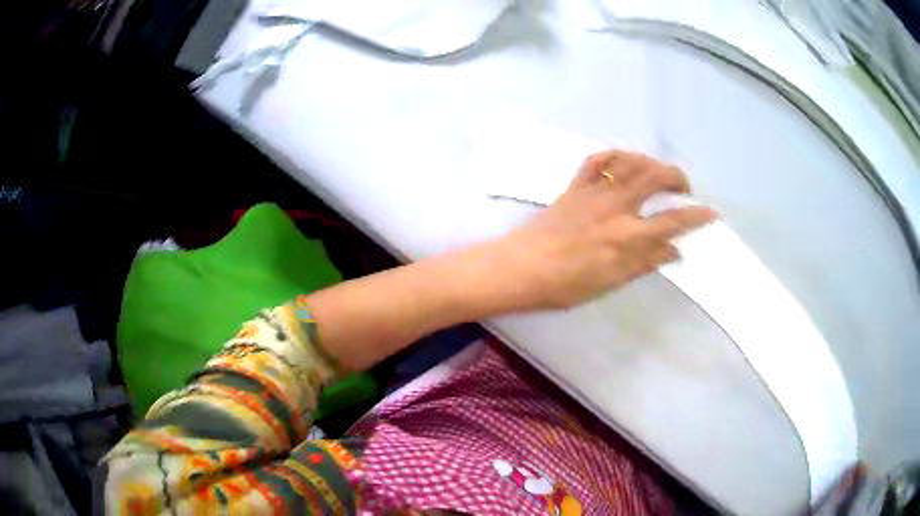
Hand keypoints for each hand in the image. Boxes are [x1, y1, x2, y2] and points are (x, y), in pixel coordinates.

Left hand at [492, 151, 716, 309]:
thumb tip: (676, 251)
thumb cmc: (565, 284)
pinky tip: (622, 160)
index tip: (711, 212)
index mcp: (627, 236)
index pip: (672, 221)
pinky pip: (595, 160)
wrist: (521, 268)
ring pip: (628, 162)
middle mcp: (615, 206)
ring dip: (649, 161)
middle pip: (654, 177)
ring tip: (658, 171)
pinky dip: (613, 155)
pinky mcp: (574, 186)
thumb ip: (645, 263)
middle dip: (675, 177)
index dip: (696, 216)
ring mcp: (593, 192)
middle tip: (683, 187)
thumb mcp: (610, 282)